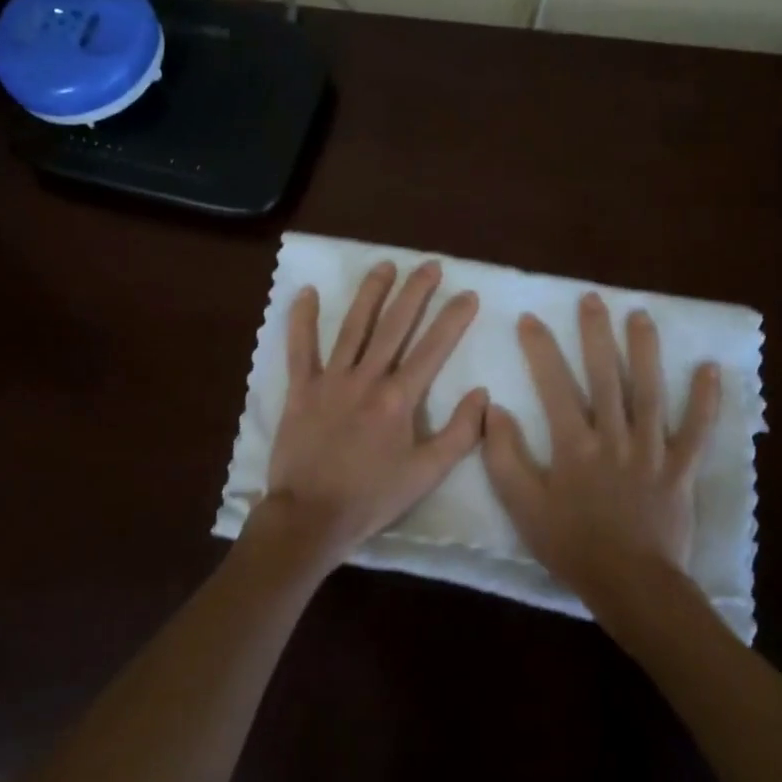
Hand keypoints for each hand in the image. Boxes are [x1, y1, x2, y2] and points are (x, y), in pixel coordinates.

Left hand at [256, 260, 487, 571]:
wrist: (311, 515)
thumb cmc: (372, 497)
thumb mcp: (427, 474)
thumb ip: (460, 433)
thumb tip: (481, 394)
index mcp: (399, 399)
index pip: (433, 348)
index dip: (453, 318)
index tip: (468, 294)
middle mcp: (366, 378)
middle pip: (394, 325)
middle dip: (415, 292)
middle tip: (429, 265)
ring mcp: (330, 380)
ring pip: (353, 327)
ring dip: (370, 294)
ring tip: (384, 266)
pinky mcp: (300, 389)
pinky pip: (300, 348)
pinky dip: (302, 320)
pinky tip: (305, 292)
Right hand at [482, 293, 720, 608]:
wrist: (630, 584)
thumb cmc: (571, 546)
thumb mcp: (522, 506)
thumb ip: (504, 456)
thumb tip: (494, 409)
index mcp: (574, 445)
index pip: (554, 385)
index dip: (541, 349)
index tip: (531, 318)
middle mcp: (614, 437)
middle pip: (605, 376)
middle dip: (596, 335)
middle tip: (592, 300)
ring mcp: (652, 450)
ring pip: (650, 392)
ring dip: (645, 351)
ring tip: (640, 316)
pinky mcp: (681, 468)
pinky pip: (696, 430)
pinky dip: (704, 399)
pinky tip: (709, 368)